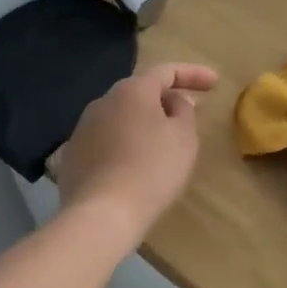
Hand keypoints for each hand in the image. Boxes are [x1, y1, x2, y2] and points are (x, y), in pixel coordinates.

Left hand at [55, 62, 217, 246]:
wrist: (101, 215)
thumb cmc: (152, 170)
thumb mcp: (184, 138)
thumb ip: (184, 111)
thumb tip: (175, 102)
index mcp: (132, 91)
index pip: (166, 71)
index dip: (193, 74)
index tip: (214, 84)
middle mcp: (103, 101)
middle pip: (140, 92)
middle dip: (165, 99)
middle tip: (187, 113)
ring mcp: (82, 128)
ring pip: (121, 116)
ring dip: (143, 123)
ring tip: (161, 142)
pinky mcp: (72, 156)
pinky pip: (105, 141)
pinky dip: (123, 145)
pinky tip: (133, 165)